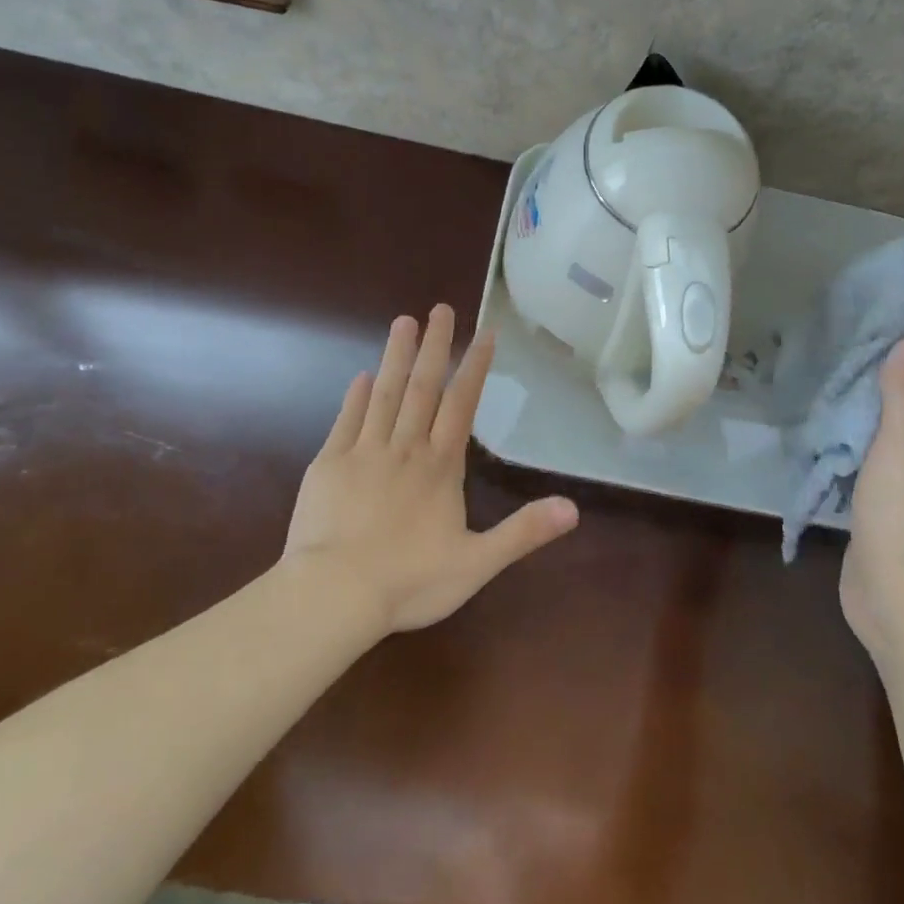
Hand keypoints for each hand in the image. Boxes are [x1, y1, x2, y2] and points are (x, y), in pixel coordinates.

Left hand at [284, 305, 578, 635]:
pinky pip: (346, 420)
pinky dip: (355, 396)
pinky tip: (361, 376)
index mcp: (440, 466)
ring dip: (396, 356)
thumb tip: (573, 508)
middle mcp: (405, 447)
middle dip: (435, 346)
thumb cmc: (409, 581)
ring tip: (403, 322)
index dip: (475, 366)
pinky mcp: (329, 464)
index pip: (462, 404)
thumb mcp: (477, 563)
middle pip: (423, 387)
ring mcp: (364, 452)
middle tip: (440, 308)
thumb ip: (523, 532)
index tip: (484, 333)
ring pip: (384, 393)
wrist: (334, 595)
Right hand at [840, 338, 903, 670]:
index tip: (857, 344)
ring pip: (895, 438)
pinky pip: (882, 468)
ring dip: (865, 422)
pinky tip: (831, 446)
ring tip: (824, 400)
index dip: (901, 361)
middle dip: (878, 389)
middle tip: (831, 370)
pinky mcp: (901, 514)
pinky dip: (859, 453)